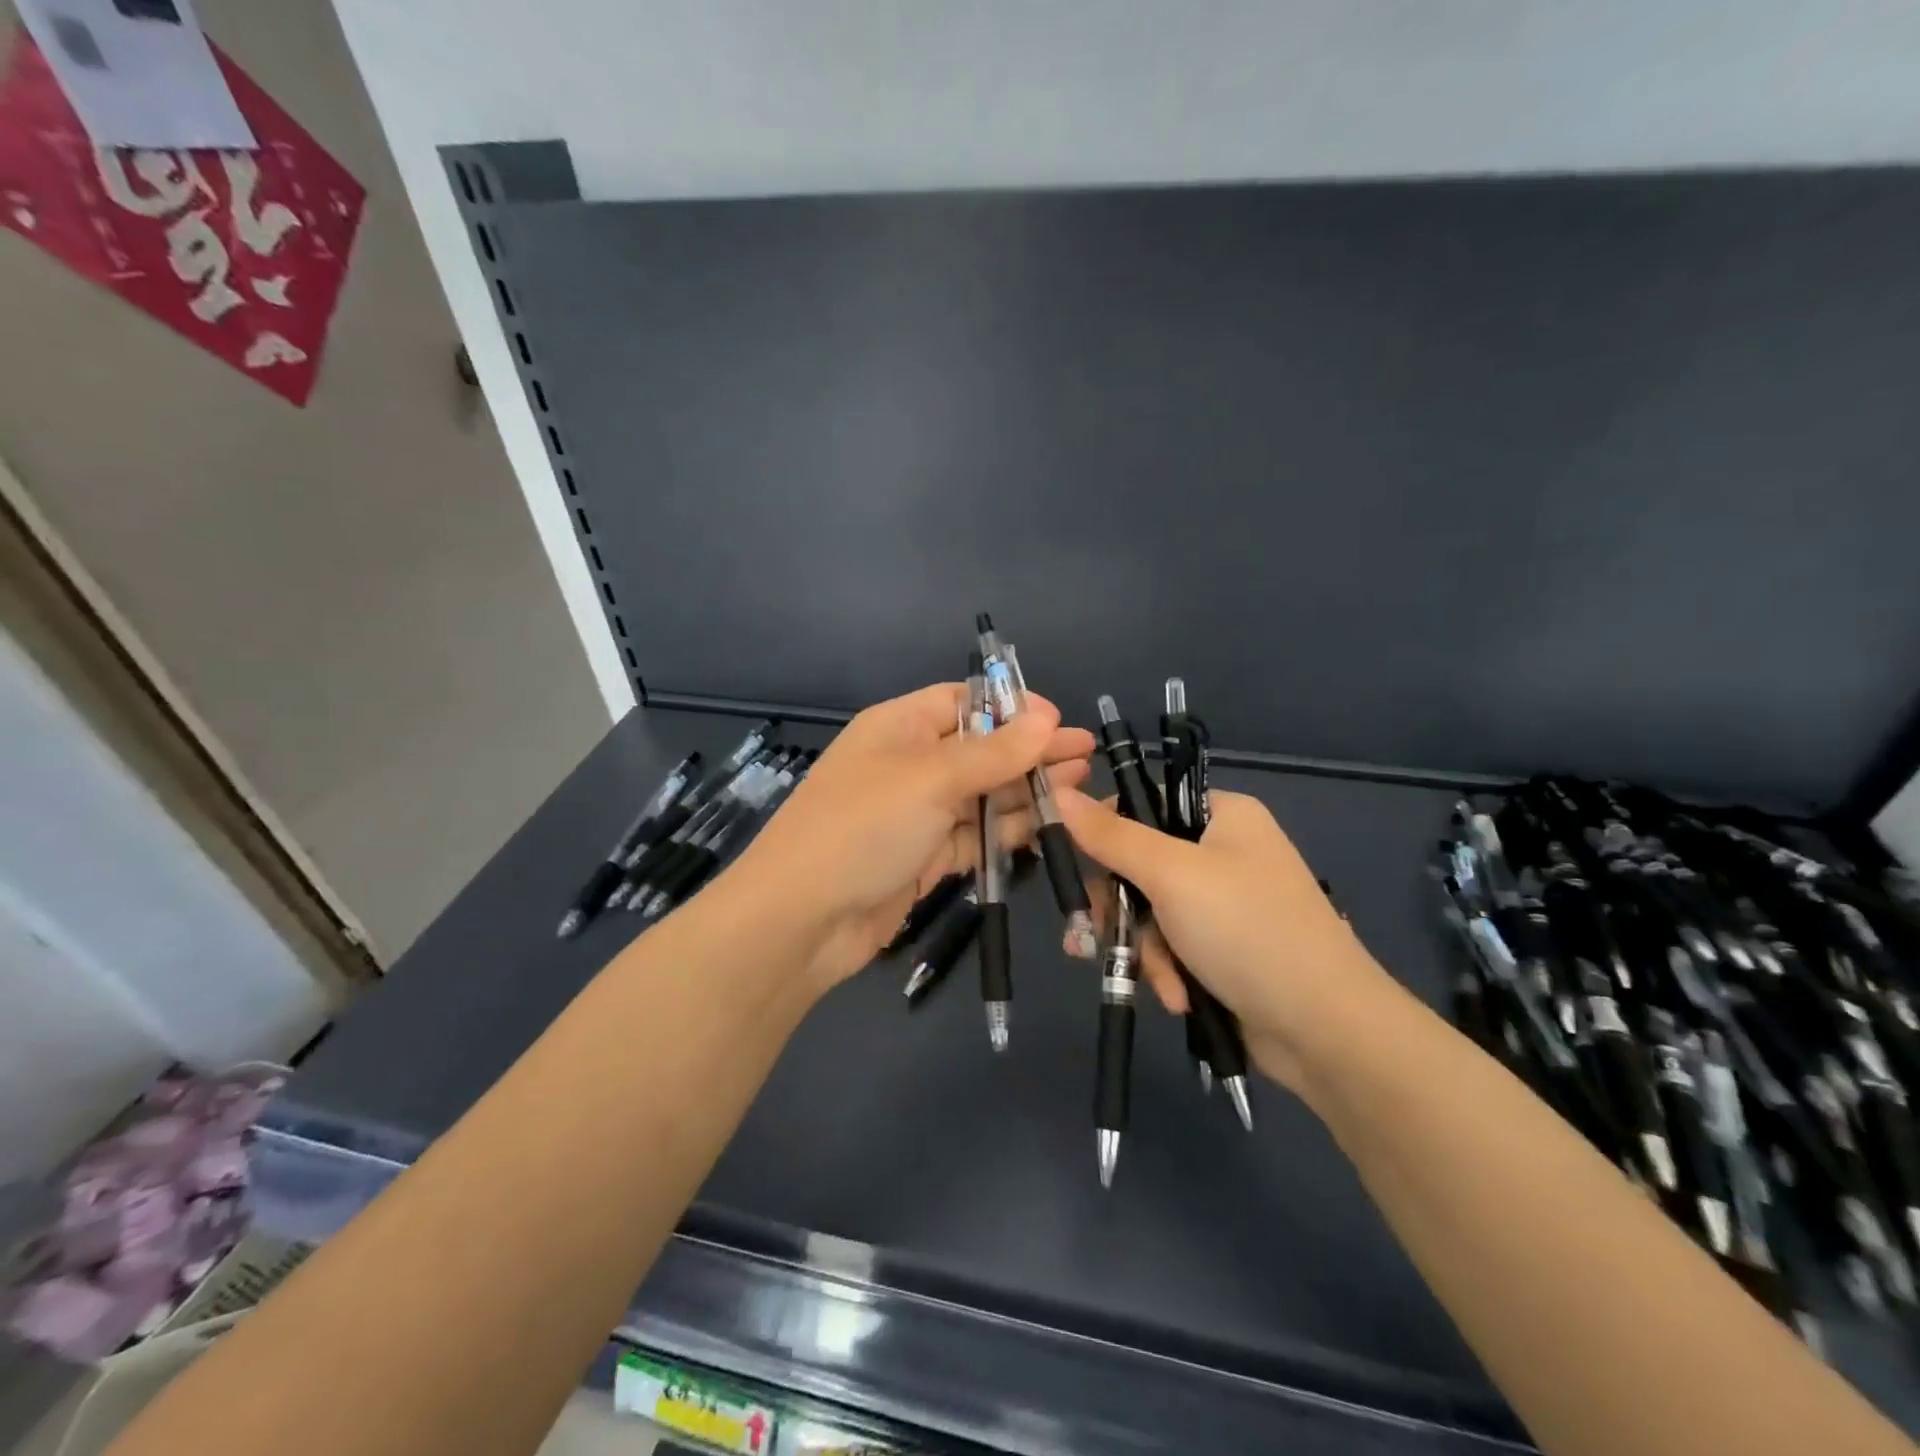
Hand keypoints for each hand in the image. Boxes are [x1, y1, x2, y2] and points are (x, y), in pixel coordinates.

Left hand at [732, 684, 1093, 990]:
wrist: (802, 920)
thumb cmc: (862, 827)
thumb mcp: (930, 778)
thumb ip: (993, 753)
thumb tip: (1046, 718)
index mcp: (900, 727)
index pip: (963, 701)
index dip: (1010, 707)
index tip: (1058, 721)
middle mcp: (910, 765)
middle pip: (980, 749)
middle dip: (1031, 751)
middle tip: (1086, 755)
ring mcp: (917, 814)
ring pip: (982, 795)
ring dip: (1027, 790)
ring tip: (1082, 785)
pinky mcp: (925, 858)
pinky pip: (975, 836)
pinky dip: (1008, 831)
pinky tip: (1050, 824)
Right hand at [1057, 787, 1396, 1090]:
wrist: (1326, 1031)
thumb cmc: (1247, 931)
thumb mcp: (1170, 874)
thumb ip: (1111, 836)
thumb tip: (1059, 792)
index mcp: (1221, 815)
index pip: (1143, 804)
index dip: (1103, 831)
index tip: (1072, 864)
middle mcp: (1223, 852)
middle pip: (1139, 864)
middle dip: (1121, 908)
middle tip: (1095, 934)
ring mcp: (1224, 903)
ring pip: (1150, 912)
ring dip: (1145, 949)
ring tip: (1158, 981)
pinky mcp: (1222, 949)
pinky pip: (1172, 946)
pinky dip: (1167, 970)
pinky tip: (1177, 997)